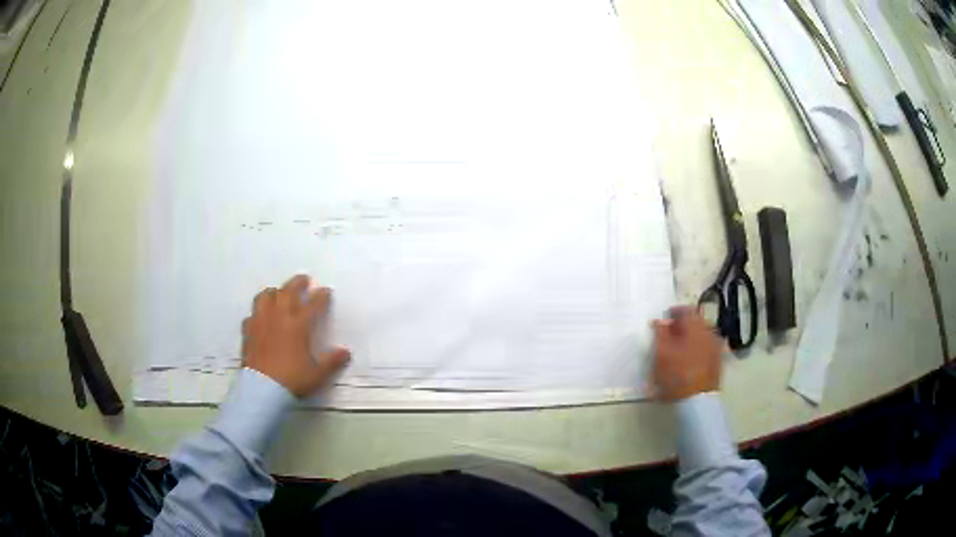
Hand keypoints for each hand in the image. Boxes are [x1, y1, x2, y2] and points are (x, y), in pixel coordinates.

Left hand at [242, 275, 350, 397]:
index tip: (326, 291)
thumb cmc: (292, 380)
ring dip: (274, 292)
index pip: (313, 304)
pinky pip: (252, 315)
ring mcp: (261, 322)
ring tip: (278, 293)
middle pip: (288, 292)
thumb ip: (332, 361)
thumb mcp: (317, 374)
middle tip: (304, 279)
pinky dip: (258, 313)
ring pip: (265, 297)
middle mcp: (279, 317)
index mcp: (298, 325)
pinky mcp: (248, 331)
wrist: (262, 389)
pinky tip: (260, 319)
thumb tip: (346, 352)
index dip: (321, 296)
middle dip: (297, 283)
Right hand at [651, 306, 722, 400]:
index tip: (664, 320)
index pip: (687, 309)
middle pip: (696, 322)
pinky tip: (688, 360)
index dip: (674, 312)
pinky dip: (697, 349)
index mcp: (697, 326)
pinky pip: (707, 348)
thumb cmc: (676, 374)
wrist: (697, 401)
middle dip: (682, 326)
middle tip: (669, 336)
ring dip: (690, 338)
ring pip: (702, 335)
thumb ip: (660, 333)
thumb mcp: (661, 353)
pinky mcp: (718, 361)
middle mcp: (710, 332)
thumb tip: (660, 321)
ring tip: (678, 350)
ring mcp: (716, 347)